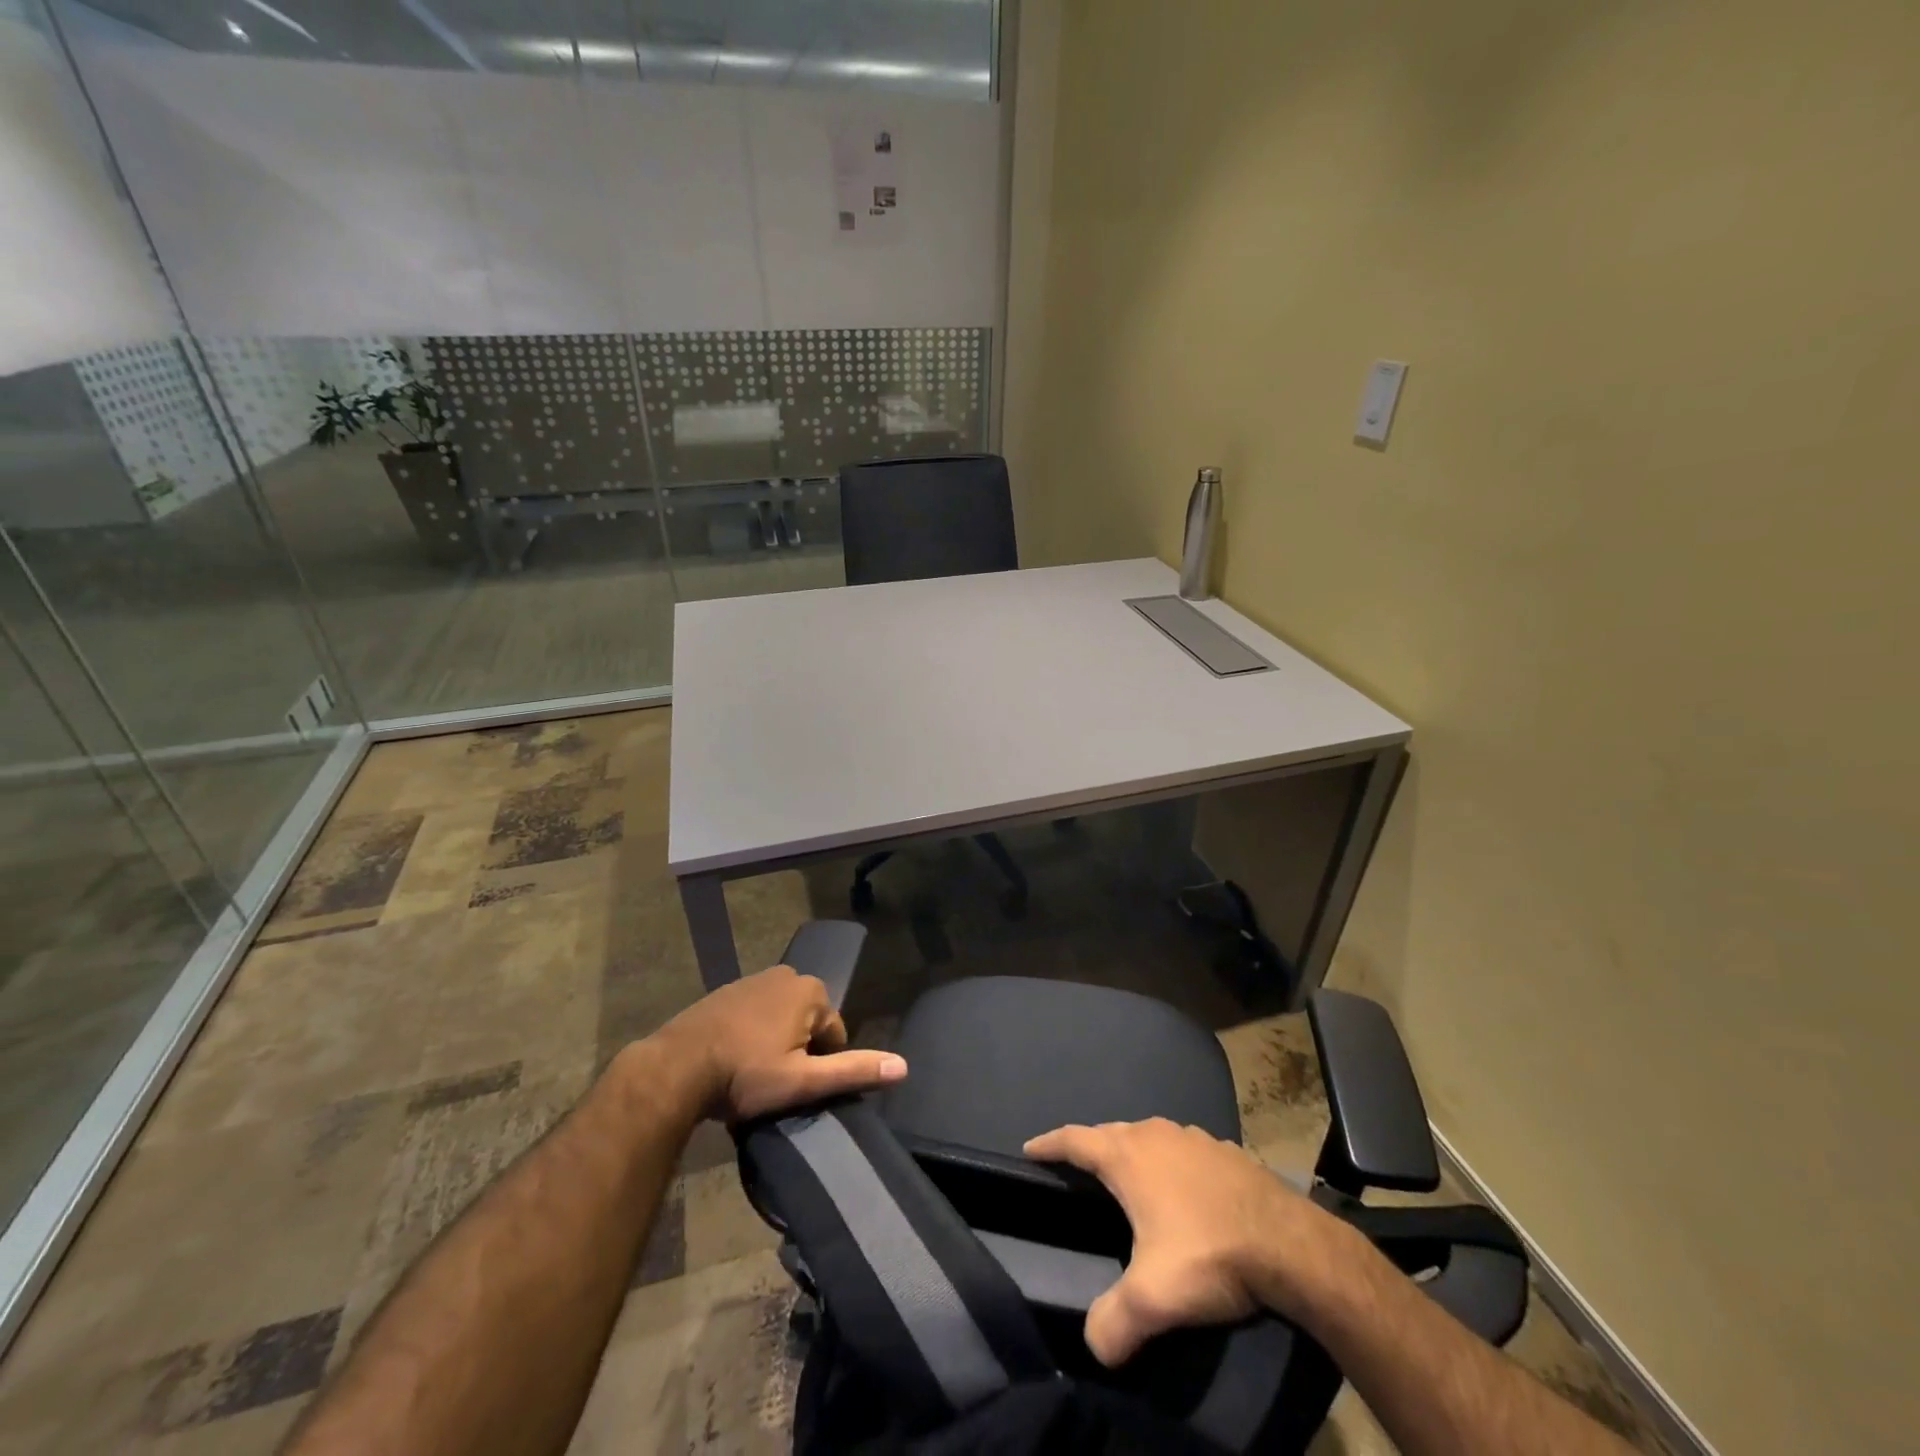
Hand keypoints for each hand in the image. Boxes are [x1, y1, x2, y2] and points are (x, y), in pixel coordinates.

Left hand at [656, 965, 907, 1121]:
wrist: (676, 1067)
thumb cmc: (745, 1074)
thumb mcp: (803, 1081)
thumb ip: (852, 1070)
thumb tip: (903, 1066)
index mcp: (811, 991)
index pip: (835, 1034)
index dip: (819, 1066)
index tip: (794, 1089)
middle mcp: (787, 974)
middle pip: (808, 1023)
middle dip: (798, 1051)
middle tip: (773, 1083)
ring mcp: (754, 979)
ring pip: (781, 1019)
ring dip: (775, 1043)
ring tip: (752, 1076)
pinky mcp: (727, 991)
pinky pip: (755, 1014)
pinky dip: (752, 1034)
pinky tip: (733, 1060)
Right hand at [1024, 1118, 1340, 1365]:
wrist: (1290, 1244)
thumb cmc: (1210, 1255)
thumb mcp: (1153, 1299)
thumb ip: (1112, 1322)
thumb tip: (1093, 1347)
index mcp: (1129, 1156)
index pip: (1075, 1140)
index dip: (1049, 1144)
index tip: (1030, 1149)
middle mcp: (1155, 1135)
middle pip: (1110, 1134)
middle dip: (1090, 1149)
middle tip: (1076, 1170)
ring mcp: (1192, 1137)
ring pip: (1148, 1138)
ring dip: (1131, 1153)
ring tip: (1127, 1178)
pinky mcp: (1224, 1150)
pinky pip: (1181, 1150)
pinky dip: (1168, 1163)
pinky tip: (1182, 1190)